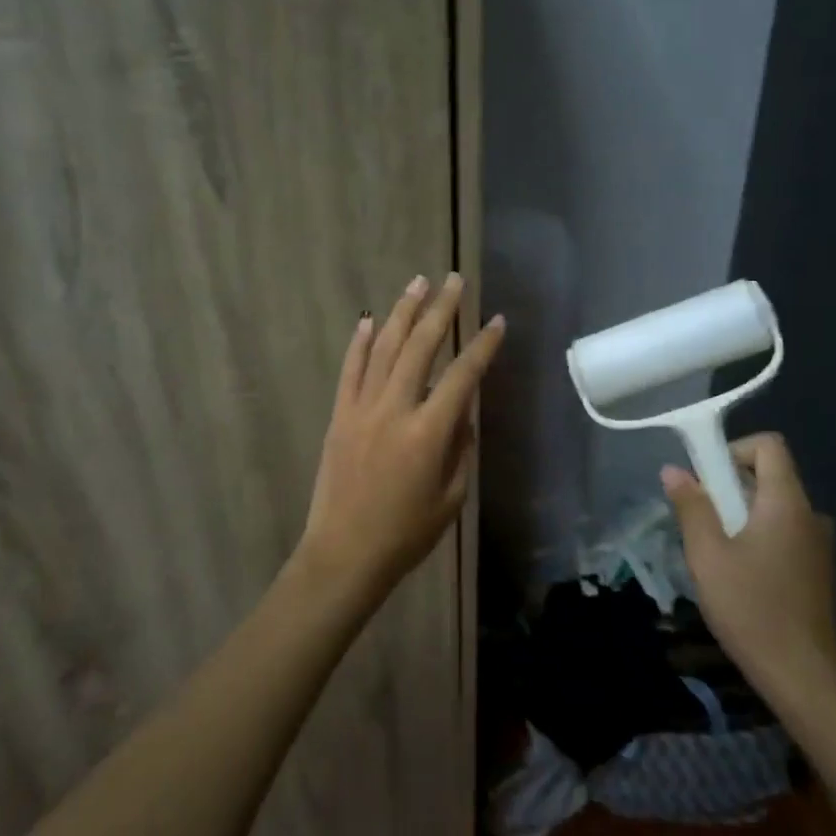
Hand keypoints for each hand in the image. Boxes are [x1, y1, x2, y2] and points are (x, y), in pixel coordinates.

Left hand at [298, 272, 504, 604]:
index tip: (497, 322)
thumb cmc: (405, 534)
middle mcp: (395, 410)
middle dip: (440, 310)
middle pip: (420, 347)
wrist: (344, 554)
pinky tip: (367, 320)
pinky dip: (359, 343)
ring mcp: (362, 409)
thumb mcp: (450, 497)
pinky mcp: (339, 416)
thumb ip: (460, 449)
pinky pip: (350, 371)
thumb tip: (462, 414)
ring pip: (383, 349)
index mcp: (429, 433)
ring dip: (402, 313)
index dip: (483, 347)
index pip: (463, 376)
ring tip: (417, 284)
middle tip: (453, 281)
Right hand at [661, 433, 835, 711]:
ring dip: (741, 515)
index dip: (734, 449)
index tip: (707, 479)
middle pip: (770, 476)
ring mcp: (819, 545)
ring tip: (714, 551)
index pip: (770, 446)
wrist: (802, 676)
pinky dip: (758, 537)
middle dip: (730, 486)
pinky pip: (784, 533)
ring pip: (775, 507)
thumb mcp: (707, 555)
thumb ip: (691, 507)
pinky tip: (739, 575)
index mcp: (787, 504)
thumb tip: (674, 469)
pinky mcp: (817, 570)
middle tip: (701, 520)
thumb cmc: (750, 608)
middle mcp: (810, 516)